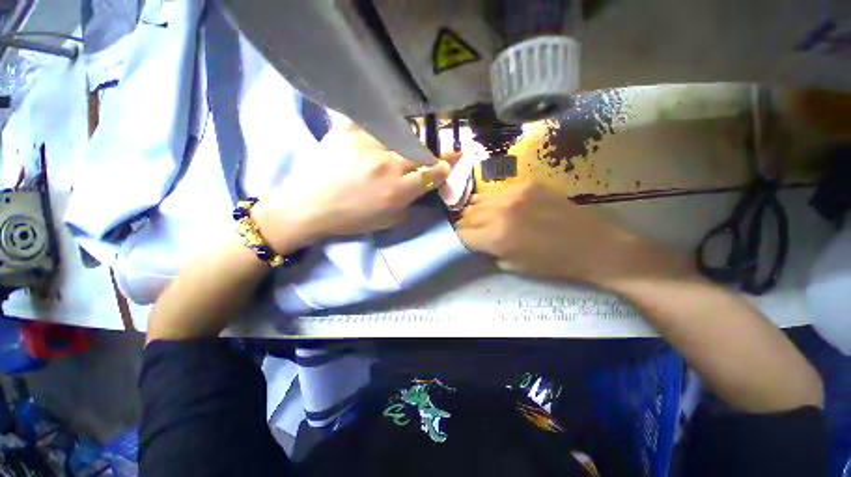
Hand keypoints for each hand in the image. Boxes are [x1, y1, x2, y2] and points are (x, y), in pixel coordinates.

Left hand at [255, 122, 455, 251]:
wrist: (309, 206)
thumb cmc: (350, 219)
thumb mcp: (387, 221)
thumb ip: (408, 204)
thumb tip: (418, 189)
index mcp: (398, 189)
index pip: (432, 172)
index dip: (443, 167)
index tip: (445, 165)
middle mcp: (388, 164)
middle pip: (418, 149)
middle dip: (426, 152)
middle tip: (423, 153)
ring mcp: (367, 144)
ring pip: (399, 132)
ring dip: (403, 138)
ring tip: (398, 141)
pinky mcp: (347, 131)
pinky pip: (367, 117)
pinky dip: (373, 117)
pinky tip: (375, 120)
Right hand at [455, 182, 688, 287]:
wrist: (593, 245)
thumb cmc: (553, 264)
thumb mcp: (514, 265)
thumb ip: (489, 251)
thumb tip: (477, 242)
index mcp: (496, 237)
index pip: (462, 235)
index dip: (460, 240)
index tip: (464, 242)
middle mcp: (499, 212)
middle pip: (467, 216)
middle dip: (466, 226)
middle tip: (473, 232)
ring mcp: (513, 194)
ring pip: (478, 201)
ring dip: (477, 212)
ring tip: (484, 219)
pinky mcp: (526, 184)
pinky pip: (497, 192)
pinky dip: (492, 201)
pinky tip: (500, 207)